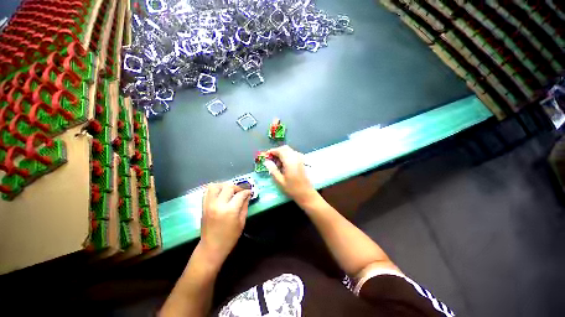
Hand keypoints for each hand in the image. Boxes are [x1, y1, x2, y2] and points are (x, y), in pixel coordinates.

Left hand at [200, 182, 250, 264]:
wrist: (211, 247)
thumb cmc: (230, 237)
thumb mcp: (241, 222)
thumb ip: (244, 206)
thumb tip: (247, 196)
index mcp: (230, 210)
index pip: (240, 194)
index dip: (246, 192)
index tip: (249, 192)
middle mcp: (218, 204)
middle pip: (228, 187)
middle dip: (237, 187)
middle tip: (240, 192)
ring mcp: (209, 204)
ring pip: (215, 186)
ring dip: (224, 186)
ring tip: (229, 191)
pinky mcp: (203, 206)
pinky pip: (207, 191)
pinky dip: (214, 189)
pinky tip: (220, 193)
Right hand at [265, 146, 318, 205]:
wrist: (306, 193)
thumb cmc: (292, 188)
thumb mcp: (279, 181)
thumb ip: (273, 169)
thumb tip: (266, 161)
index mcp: (289, 161)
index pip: (280, 150)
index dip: (272, 151)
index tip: (266, 156)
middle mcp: (295, 157)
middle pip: (285, 148)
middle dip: (277, 152)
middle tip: (271, 160)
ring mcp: (300, 159)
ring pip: (289, 151)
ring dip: (282, 154)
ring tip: (277, 165)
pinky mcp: (301, 162)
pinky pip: (293, 154)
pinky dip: (287, 156)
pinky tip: (284, 165)